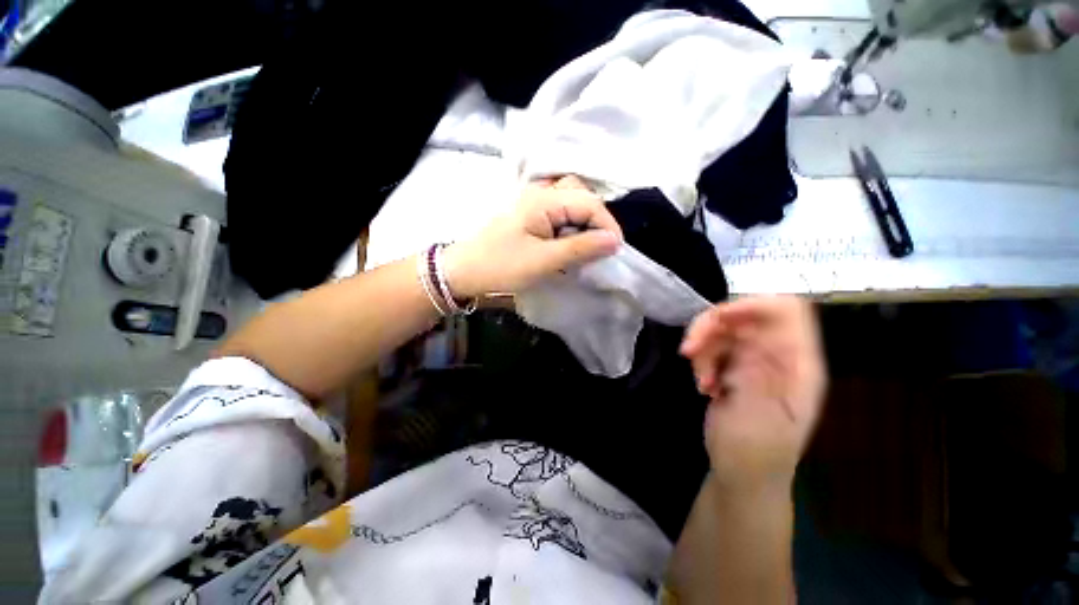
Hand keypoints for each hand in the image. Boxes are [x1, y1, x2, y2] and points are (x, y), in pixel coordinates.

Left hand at [443, 176, 621, 296]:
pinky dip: (569, 224)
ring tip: (586, 244)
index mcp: (543, 199)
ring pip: (569, 201)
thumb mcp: (544, 261)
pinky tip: (569, 241)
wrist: (463, 272)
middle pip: (580, 194)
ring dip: (583, 220)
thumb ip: (581, 248)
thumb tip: (615, 241)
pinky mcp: (528, 215)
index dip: (607, 225)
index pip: (589, 202)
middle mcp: (539, 192)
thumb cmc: (501, 266)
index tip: (615, 251)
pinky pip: (557, 211)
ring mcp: (531, 202)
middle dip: (596, 219)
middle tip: (600, 245)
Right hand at [680, 296, 826, 492]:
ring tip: (701, 381)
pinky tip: (703, 386)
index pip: (786, 312)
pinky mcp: (735, 368)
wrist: (741, 475)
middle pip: (743, 316)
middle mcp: (778, 355)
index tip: (717, 321)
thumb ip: (758, 372)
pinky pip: (712, 347)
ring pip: (722, 331)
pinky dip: (701, 361)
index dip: (750, 306)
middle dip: (711, 329)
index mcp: (798, 364)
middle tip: (688, 351)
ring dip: (703, 350)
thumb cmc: (754, 452)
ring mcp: (755, 360)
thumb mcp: (757, 415)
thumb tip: (754, 334)